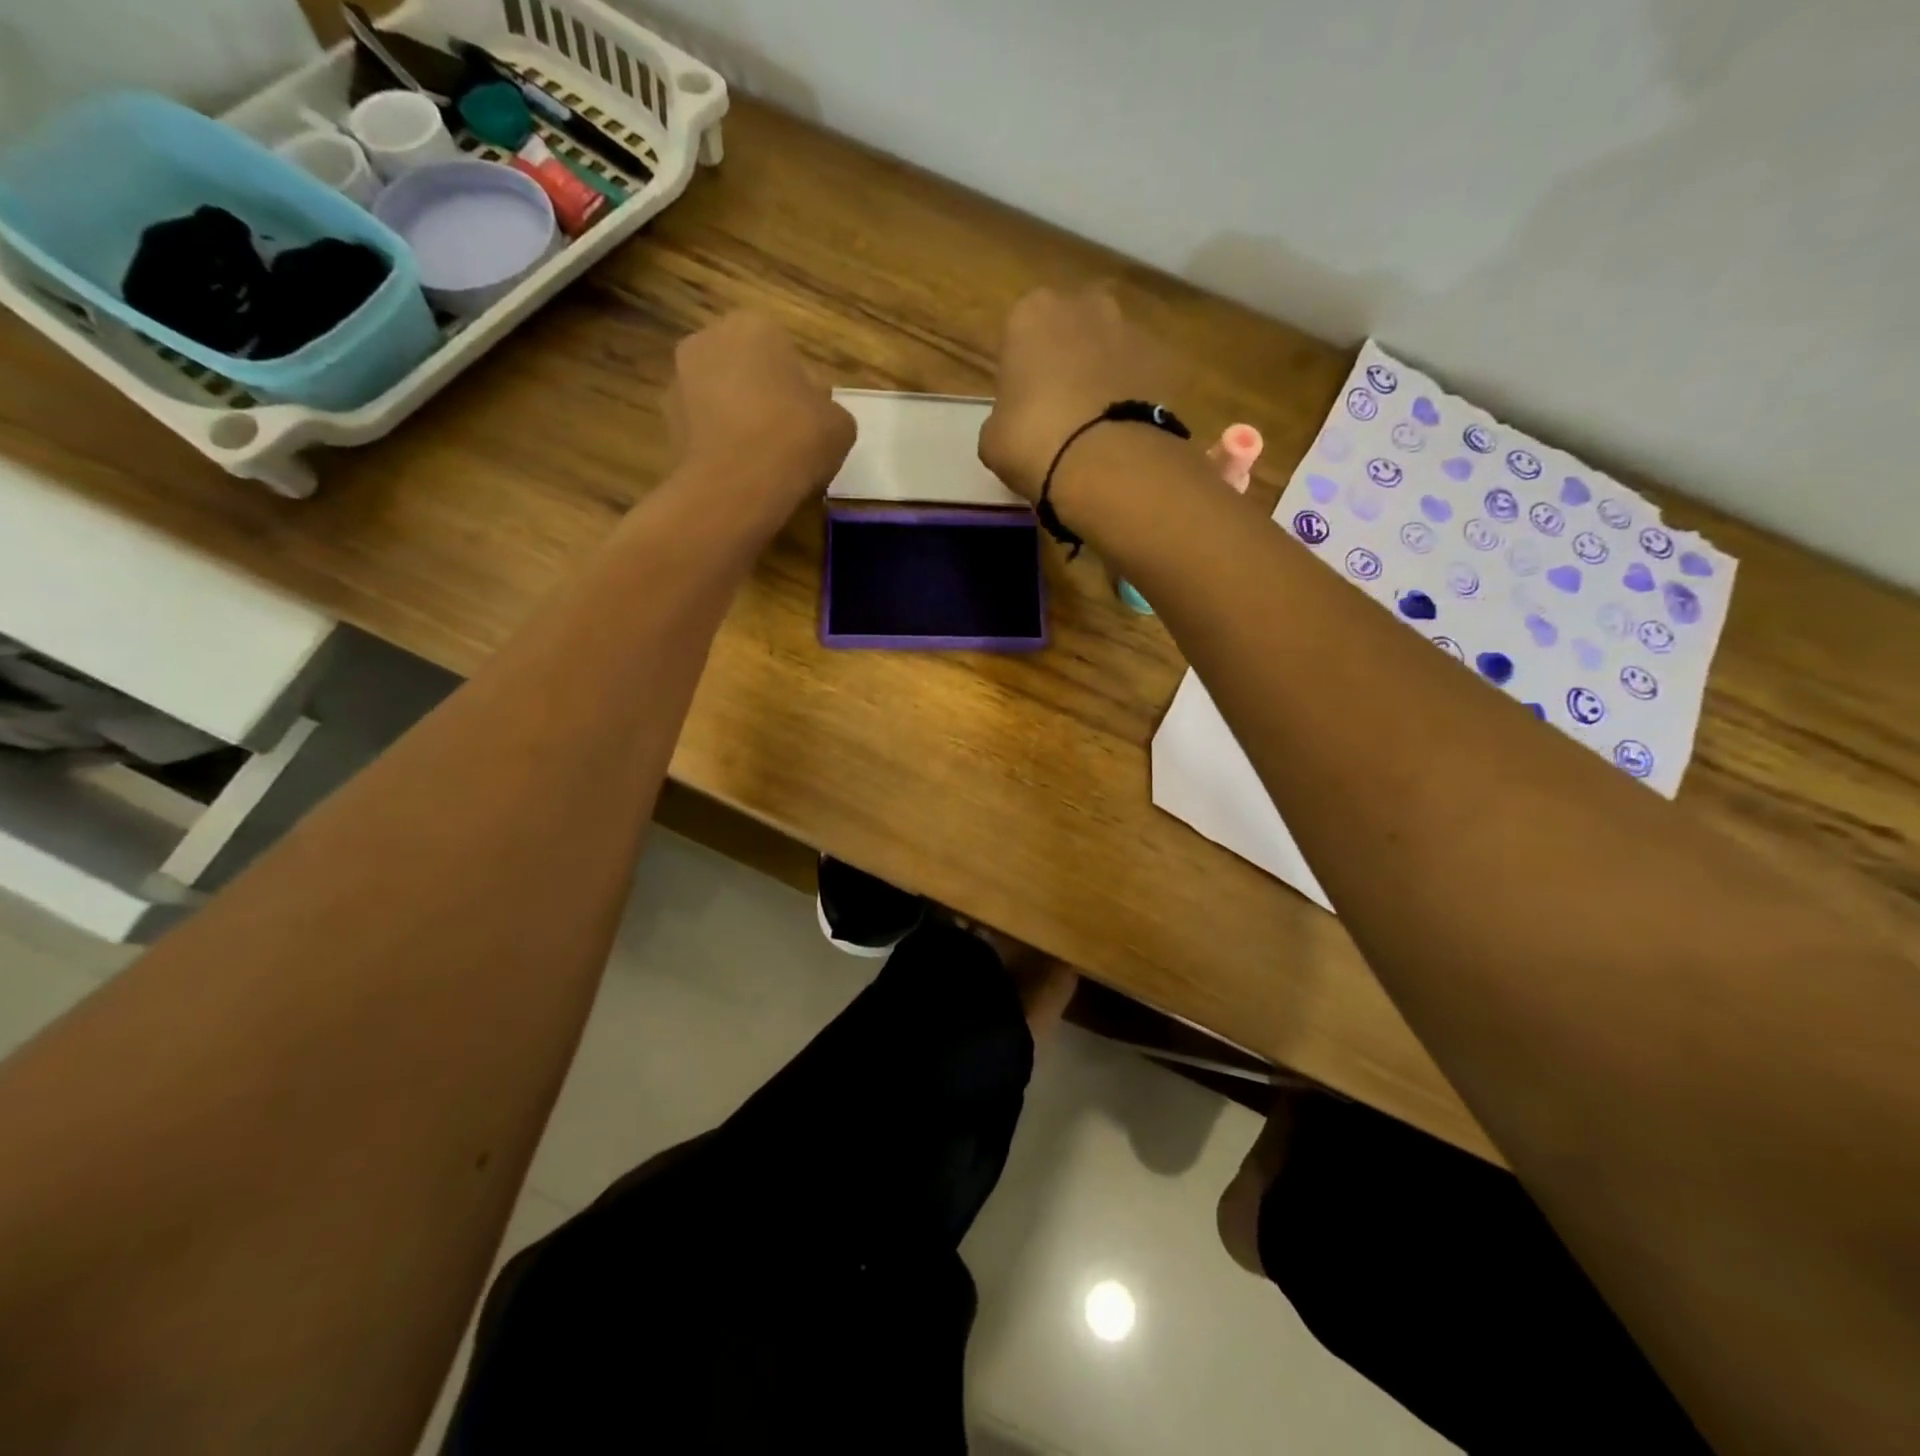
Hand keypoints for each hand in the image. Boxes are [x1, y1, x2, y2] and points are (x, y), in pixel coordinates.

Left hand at [666, 312, 855, 515]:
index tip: (810, 421)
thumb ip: (826, 409)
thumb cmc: (796, 438)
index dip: (800, 389)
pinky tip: (739, 473)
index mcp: (755, 325)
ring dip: (735, 419)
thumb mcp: (840, 424)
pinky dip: (717, 444)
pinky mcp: (665, 422)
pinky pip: (703, 428)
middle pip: (745, 369)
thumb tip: (814, 414)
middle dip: (761, 397)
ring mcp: (679, 379)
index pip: (785, 353)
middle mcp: (709, 339)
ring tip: (760, 460)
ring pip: (719, 397)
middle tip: (786, 438)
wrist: (739, 484)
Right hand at [978, 288, 1177, 502]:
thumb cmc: (1032, 441)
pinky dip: (1134, 394)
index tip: (1023, 407)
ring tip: (1097, 427)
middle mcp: (1084, 304)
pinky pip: (1141, 375)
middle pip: (1071, 330)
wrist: (1104, 462)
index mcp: (1031, 313)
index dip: (1022, 373)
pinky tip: (1123, 432)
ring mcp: (1130, 328)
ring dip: (1104, 374)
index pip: (1020, 336)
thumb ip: (1002, 418)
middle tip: (1061, 411)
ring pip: (1109, 349)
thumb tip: (1014, 424)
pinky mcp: (1166, 359)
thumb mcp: (992, 437)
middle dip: (1067, 360)